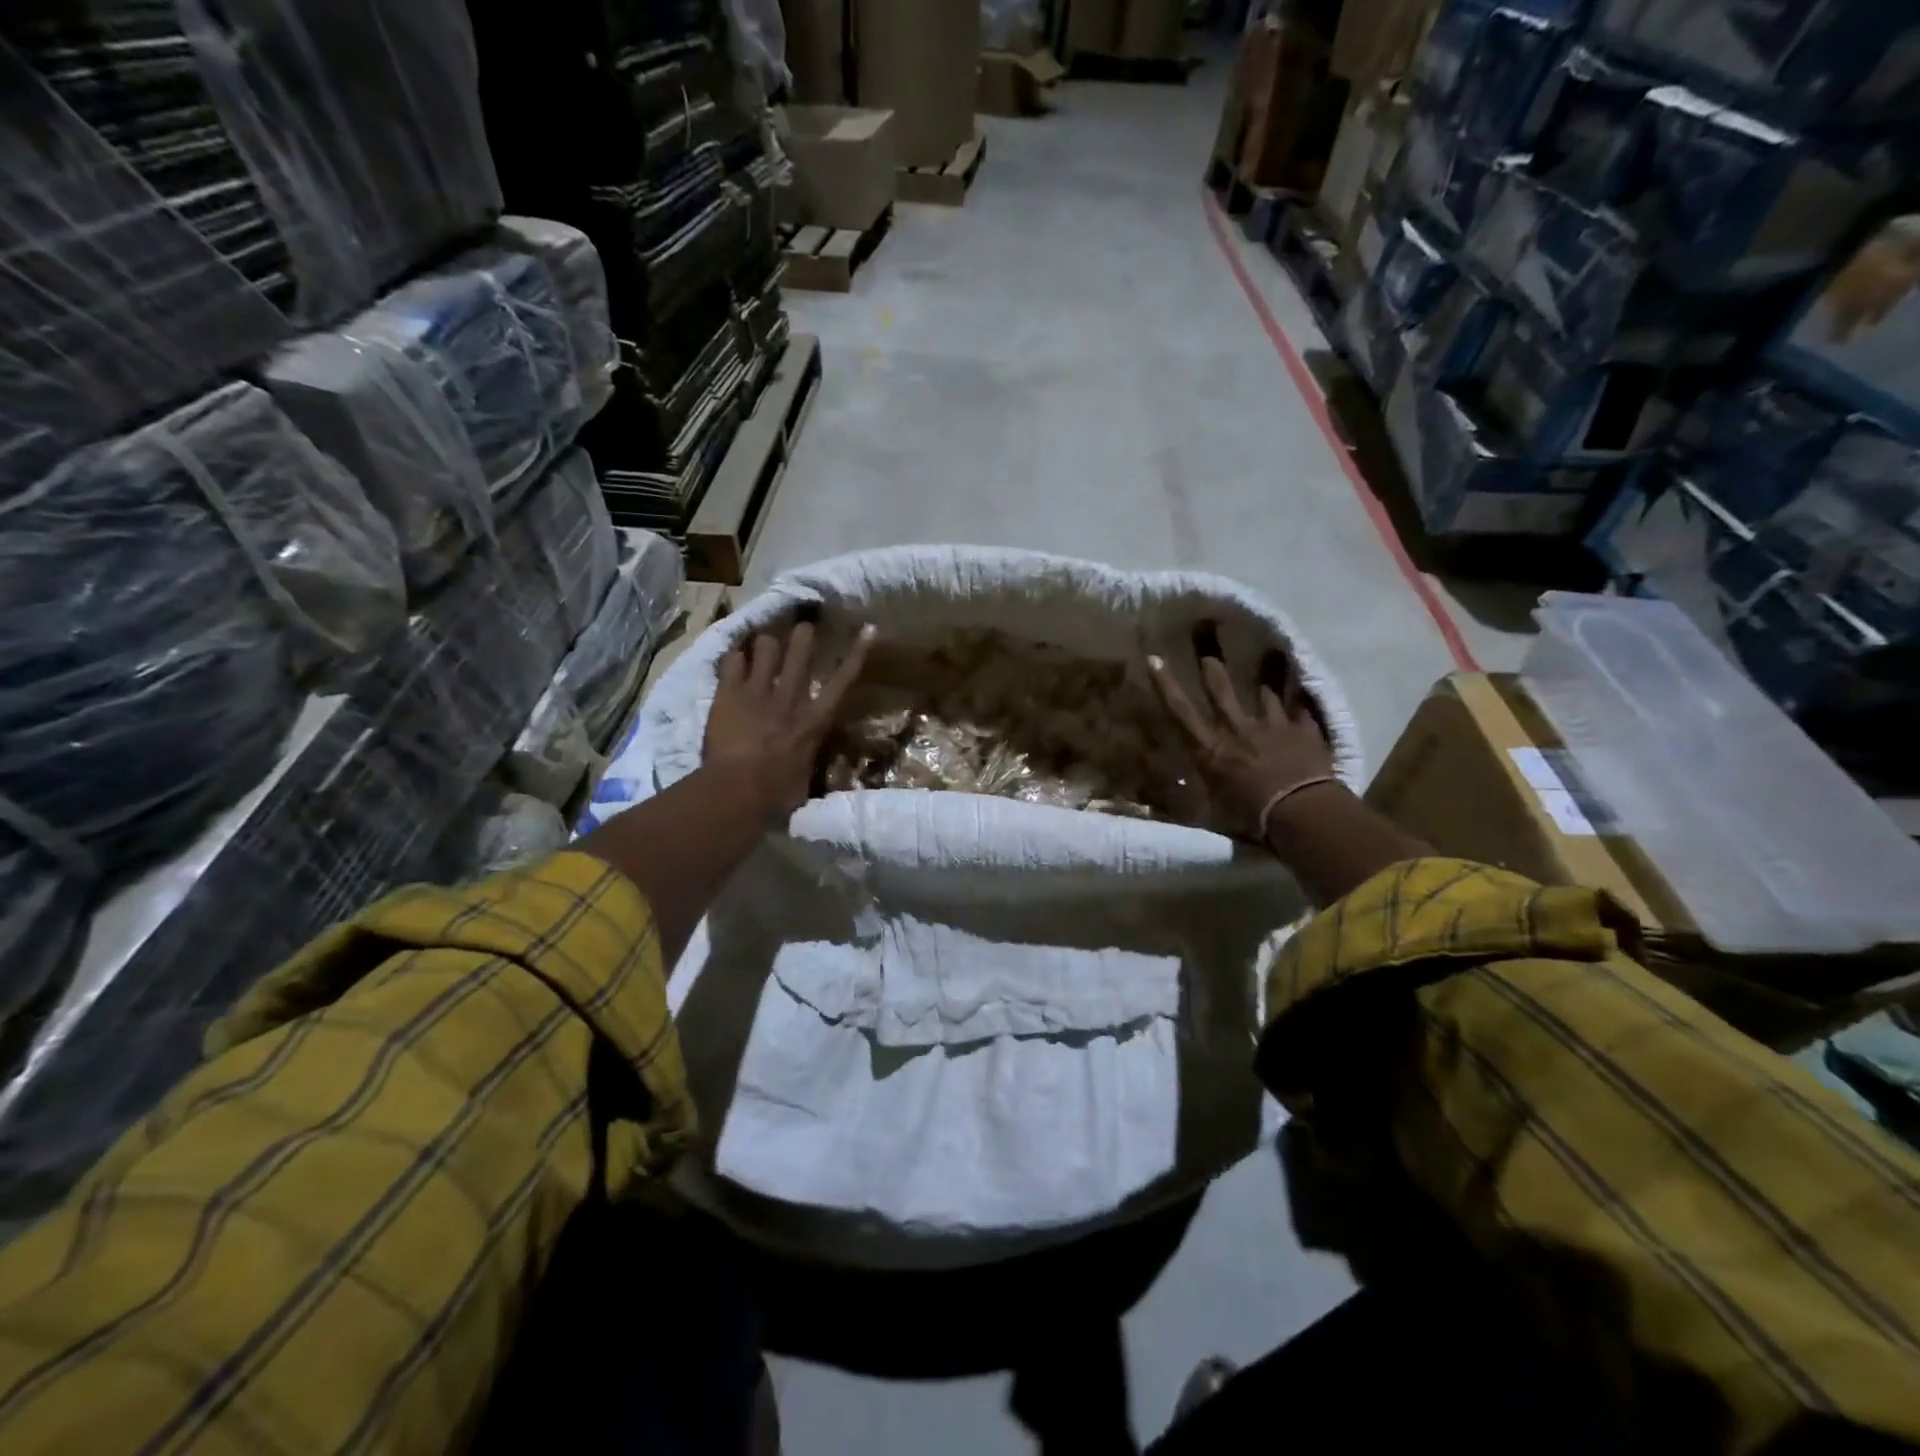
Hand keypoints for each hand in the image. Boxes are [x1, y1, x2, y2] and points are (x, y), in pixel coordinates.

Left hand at [704, 617, 876, 823]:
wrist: (738, 790)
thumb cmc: (778, 795)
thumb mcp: (804, 780)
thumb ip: (805, 762)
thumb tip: (805, 767)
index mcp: (815, 720)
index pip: (843, 680)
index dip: (858, 653)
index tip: (868, 629)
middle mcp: (790, 698)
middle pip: (800, 653)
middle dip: (803, 635)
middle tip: (803, 625)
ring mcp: (758, 692)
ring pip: (766, 649)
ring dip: (766, 644)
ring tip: (762, 642)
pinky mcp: (728, 694)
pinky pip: (732, 661)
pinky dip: (734, 657)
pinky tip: (732, 657)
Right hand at [1147, 643, 1335, 841]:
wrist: (1304, 812)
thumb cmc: (1252, 817)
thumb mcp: (1214, 812)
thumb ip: (1196, 797)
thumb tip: (1167, 795)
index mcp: (1212, 749)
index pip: (1181, 712)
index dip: (1166, 685)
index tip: (1155, 660)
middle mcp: (1239, 730)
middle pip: (1223, 693)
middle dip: (1213, 672)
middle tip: (1209, 656)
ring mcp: (1274, 726)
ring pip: (1264, 696)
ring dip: (1262, 687)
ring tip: (1264, 678)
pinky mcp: (1304, 731)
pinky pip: (1300, 711)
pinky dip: (1298, 708)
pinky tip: (1302, 703)